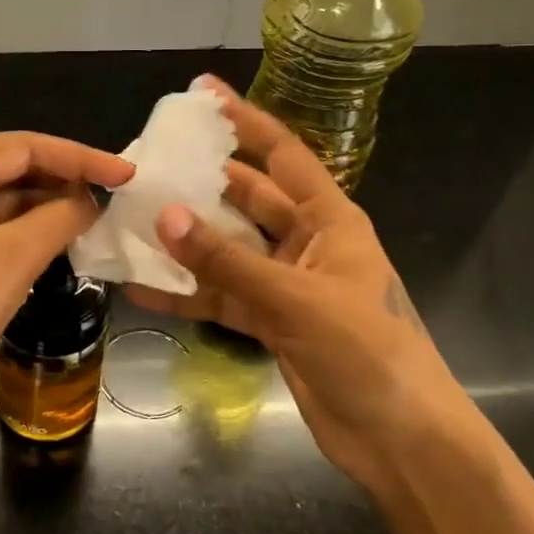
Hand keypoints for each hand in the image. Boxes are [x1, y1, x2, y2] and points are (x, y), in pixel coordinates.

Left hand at [0, 132, 133, 448]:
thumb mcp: (13, 259)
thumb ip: (61, 217)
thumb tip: (92, 200)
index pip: (19, 148)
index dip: (78, 158)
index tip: (126, 172)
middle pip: (8, 169)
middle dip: (61, 181)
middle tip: (115, 192)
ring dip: (45, 207)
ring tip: (97, 215)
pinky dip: (23, 231)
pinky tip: (60, 236)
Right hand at [125, 81, 465, 496]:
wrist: (400, 440)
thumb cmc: (365, 351)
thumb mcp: (294, 299)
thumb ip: (227, 260)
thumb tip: (165, 215)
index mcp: (330, 219)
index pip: (282, 154)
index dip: (245, 121)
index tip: (204, 93)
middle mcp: (306, 242)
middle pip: (246, 199)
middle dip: (202, 183)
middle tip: (150, 165)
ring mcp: (285, 284)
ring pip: (227, 250)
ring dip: (186, 240)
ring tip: (133, 221)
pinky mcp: (270, 322)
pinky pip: (221, 297)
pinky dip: (187, 293)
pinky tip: (141, 287)